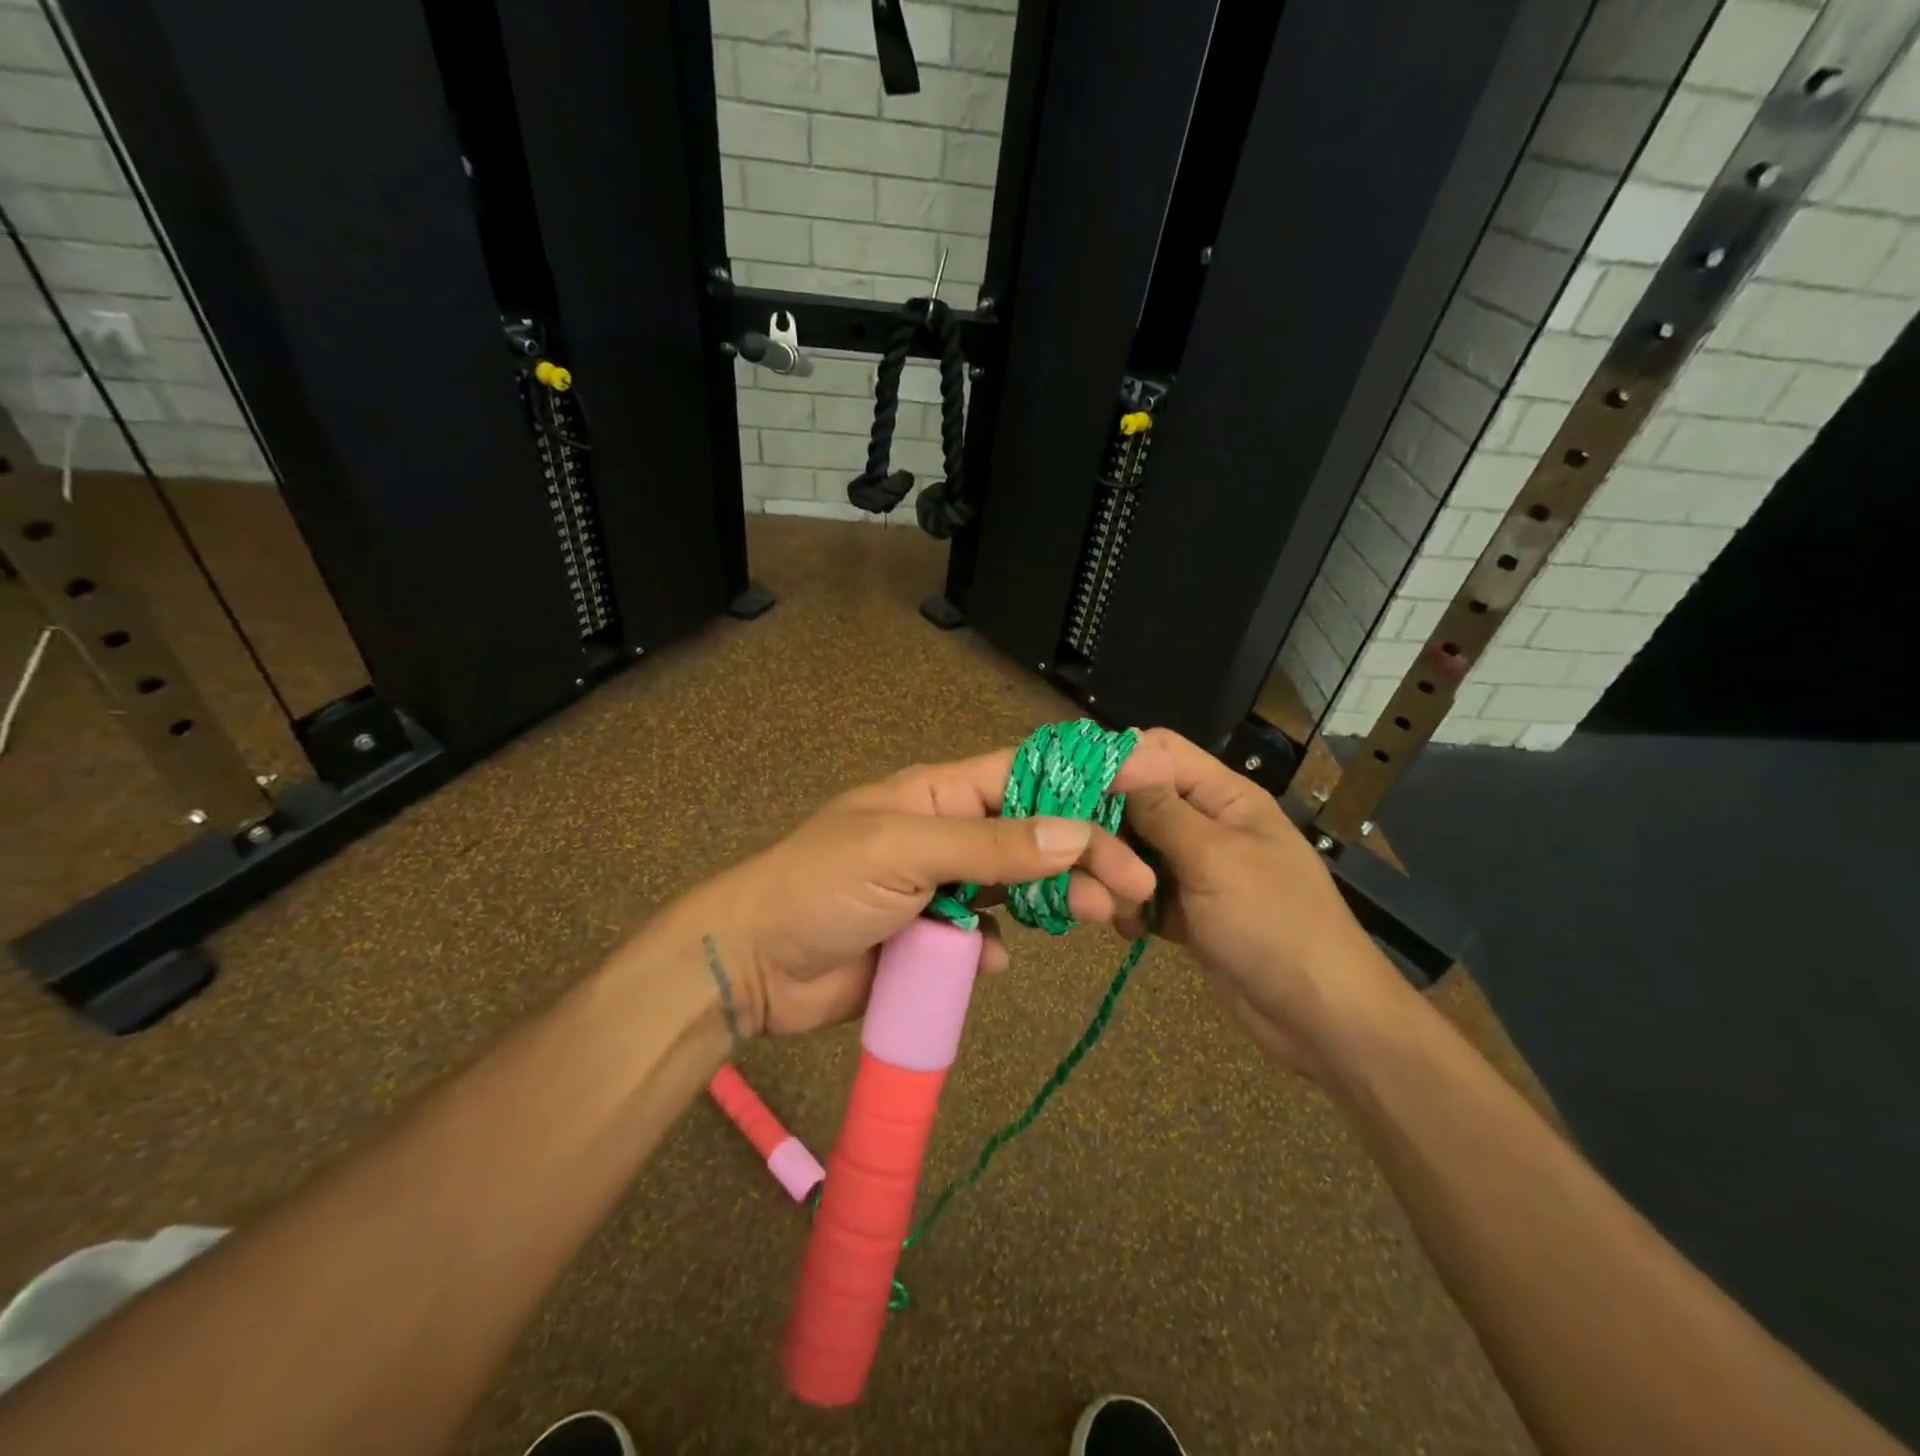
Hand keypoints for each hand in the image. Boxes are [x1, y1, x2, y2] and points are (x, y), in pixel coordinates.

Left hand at [651, 749, 1159, 1038]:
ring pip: (1017, 885)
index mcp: (938, 795)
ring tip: (1101, 918)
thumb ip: (989, 845)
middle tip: (1135, 883)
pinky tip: (996, 958)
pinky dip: (998, 945)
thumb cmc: (822, 888)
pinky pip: (983, 934)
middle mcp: (947, 834)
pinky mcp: (932, 938)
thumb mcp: (903, 852)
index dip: (1083, 776)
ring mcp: (940, 887)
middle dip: (1086, 851)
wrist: (755, 965)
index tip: (1145, 784)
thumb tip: (1077, 832)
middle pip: (1033, 833)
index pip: (1025, 773)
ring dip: (1058, 899)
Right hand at [1115, 729, 1409, 1078]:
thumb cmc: (1274, 924)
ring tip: (1112, 904)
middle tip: (1086, 860)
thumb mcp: (1214, 859)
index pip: (1160, 751)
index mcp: (1224, 796)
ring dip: (1117, 875)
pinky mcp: (1188, 911)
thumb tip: (1122, 750)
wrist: (1321, 1018)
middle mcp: (1208, 824)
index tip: (1073, 787)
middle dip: (1110, 828)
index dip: (1117, 760)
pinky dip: (1131, 908)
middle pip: (1139, 802)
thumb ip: (1161, 809)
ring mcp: (1197, 870)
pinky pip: (1143, 894)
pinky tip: (1130, 930)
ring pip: (1135, 851)